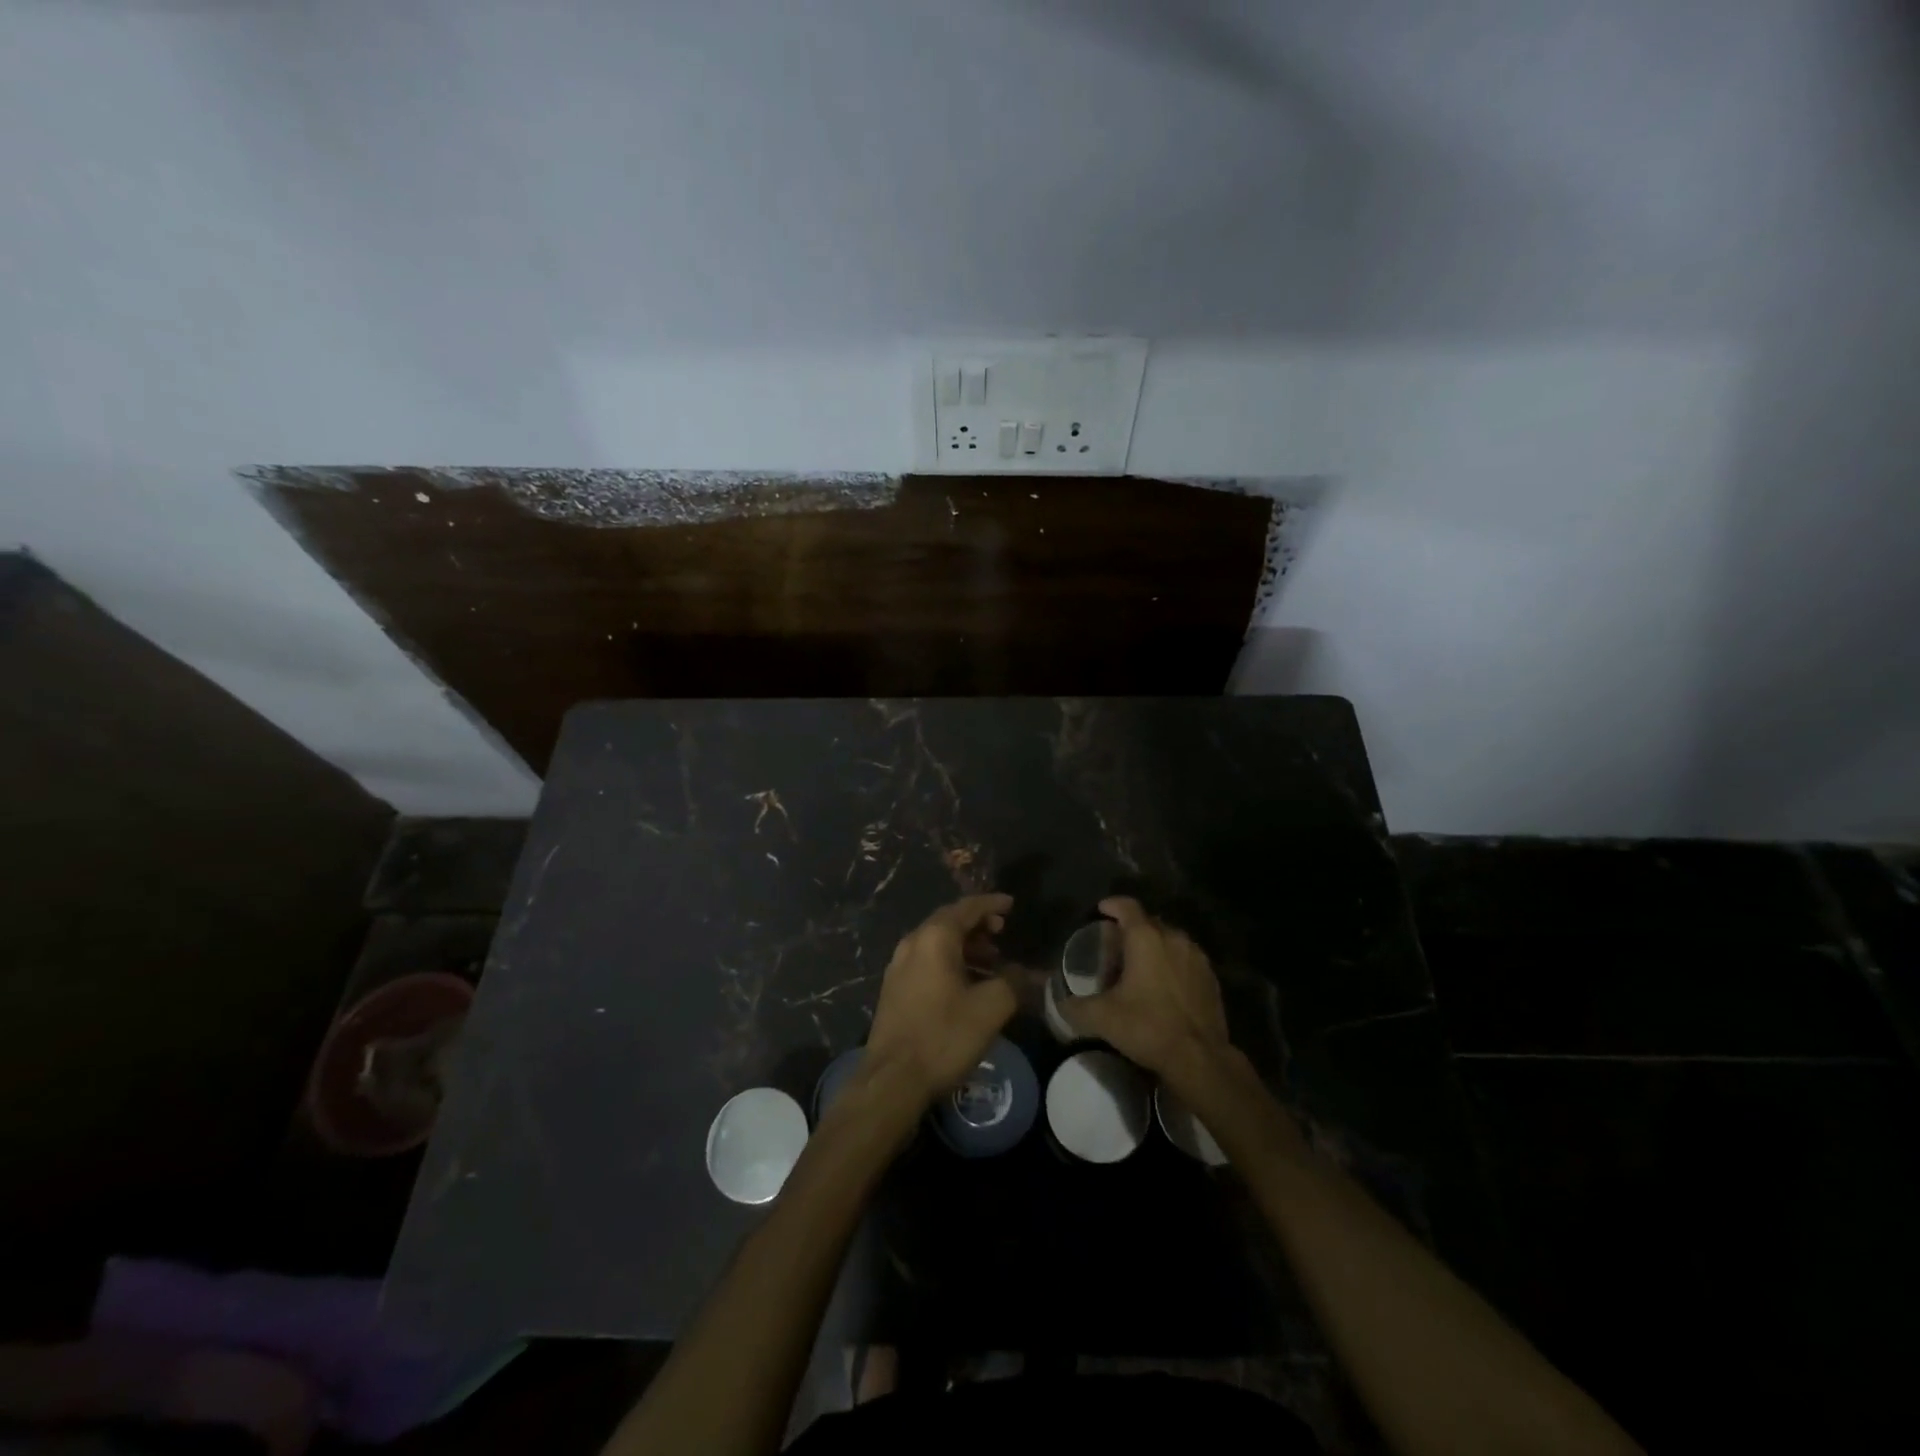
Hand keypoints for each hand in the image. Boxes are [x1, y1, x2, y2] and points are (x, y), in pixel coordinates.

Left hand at [865, 894, 1017, 1106]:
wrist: (892, 1080)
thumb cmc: (944, 1035)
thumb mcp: (990, 1008)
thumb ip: (1013, 982)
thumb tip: (1025, 972)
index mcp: (934, 938)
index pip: (966, 907)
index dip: (991, 904)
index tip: (1011, 904)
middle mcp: (912, 944)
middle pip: (948, 922)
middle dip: (977, 925)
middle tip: (1002, 932)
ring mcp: (898, 967)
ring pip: (936, 943)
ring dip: (965, 946)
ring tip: (991, 961)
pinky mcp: (894, 990)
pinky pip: (927, 962)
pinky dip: (950, 962)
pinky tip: (967, 984)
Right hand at [1063, 896, 1231, 1085]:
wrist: (1200, 1059)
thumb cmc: (1148, 1027)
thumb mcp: (1102, 1018)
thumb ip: (1075, 1005)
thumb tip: (1060, 1002)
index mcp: (1146, 938)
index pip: (1127, 906)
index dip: (1111, 905)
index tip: (1100, 912)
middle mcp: (1173, 938)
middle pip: (1148, 922)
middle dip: (1131, 930)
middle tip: (1115, 948)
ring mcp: (1196, 957)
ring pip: (1170, 940)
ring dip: (1153, 947)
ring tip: (1139, 967)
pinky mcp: (1211, 978)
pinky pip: (1185, 959)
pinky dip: (1172, 964)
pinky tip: (1163, 987)